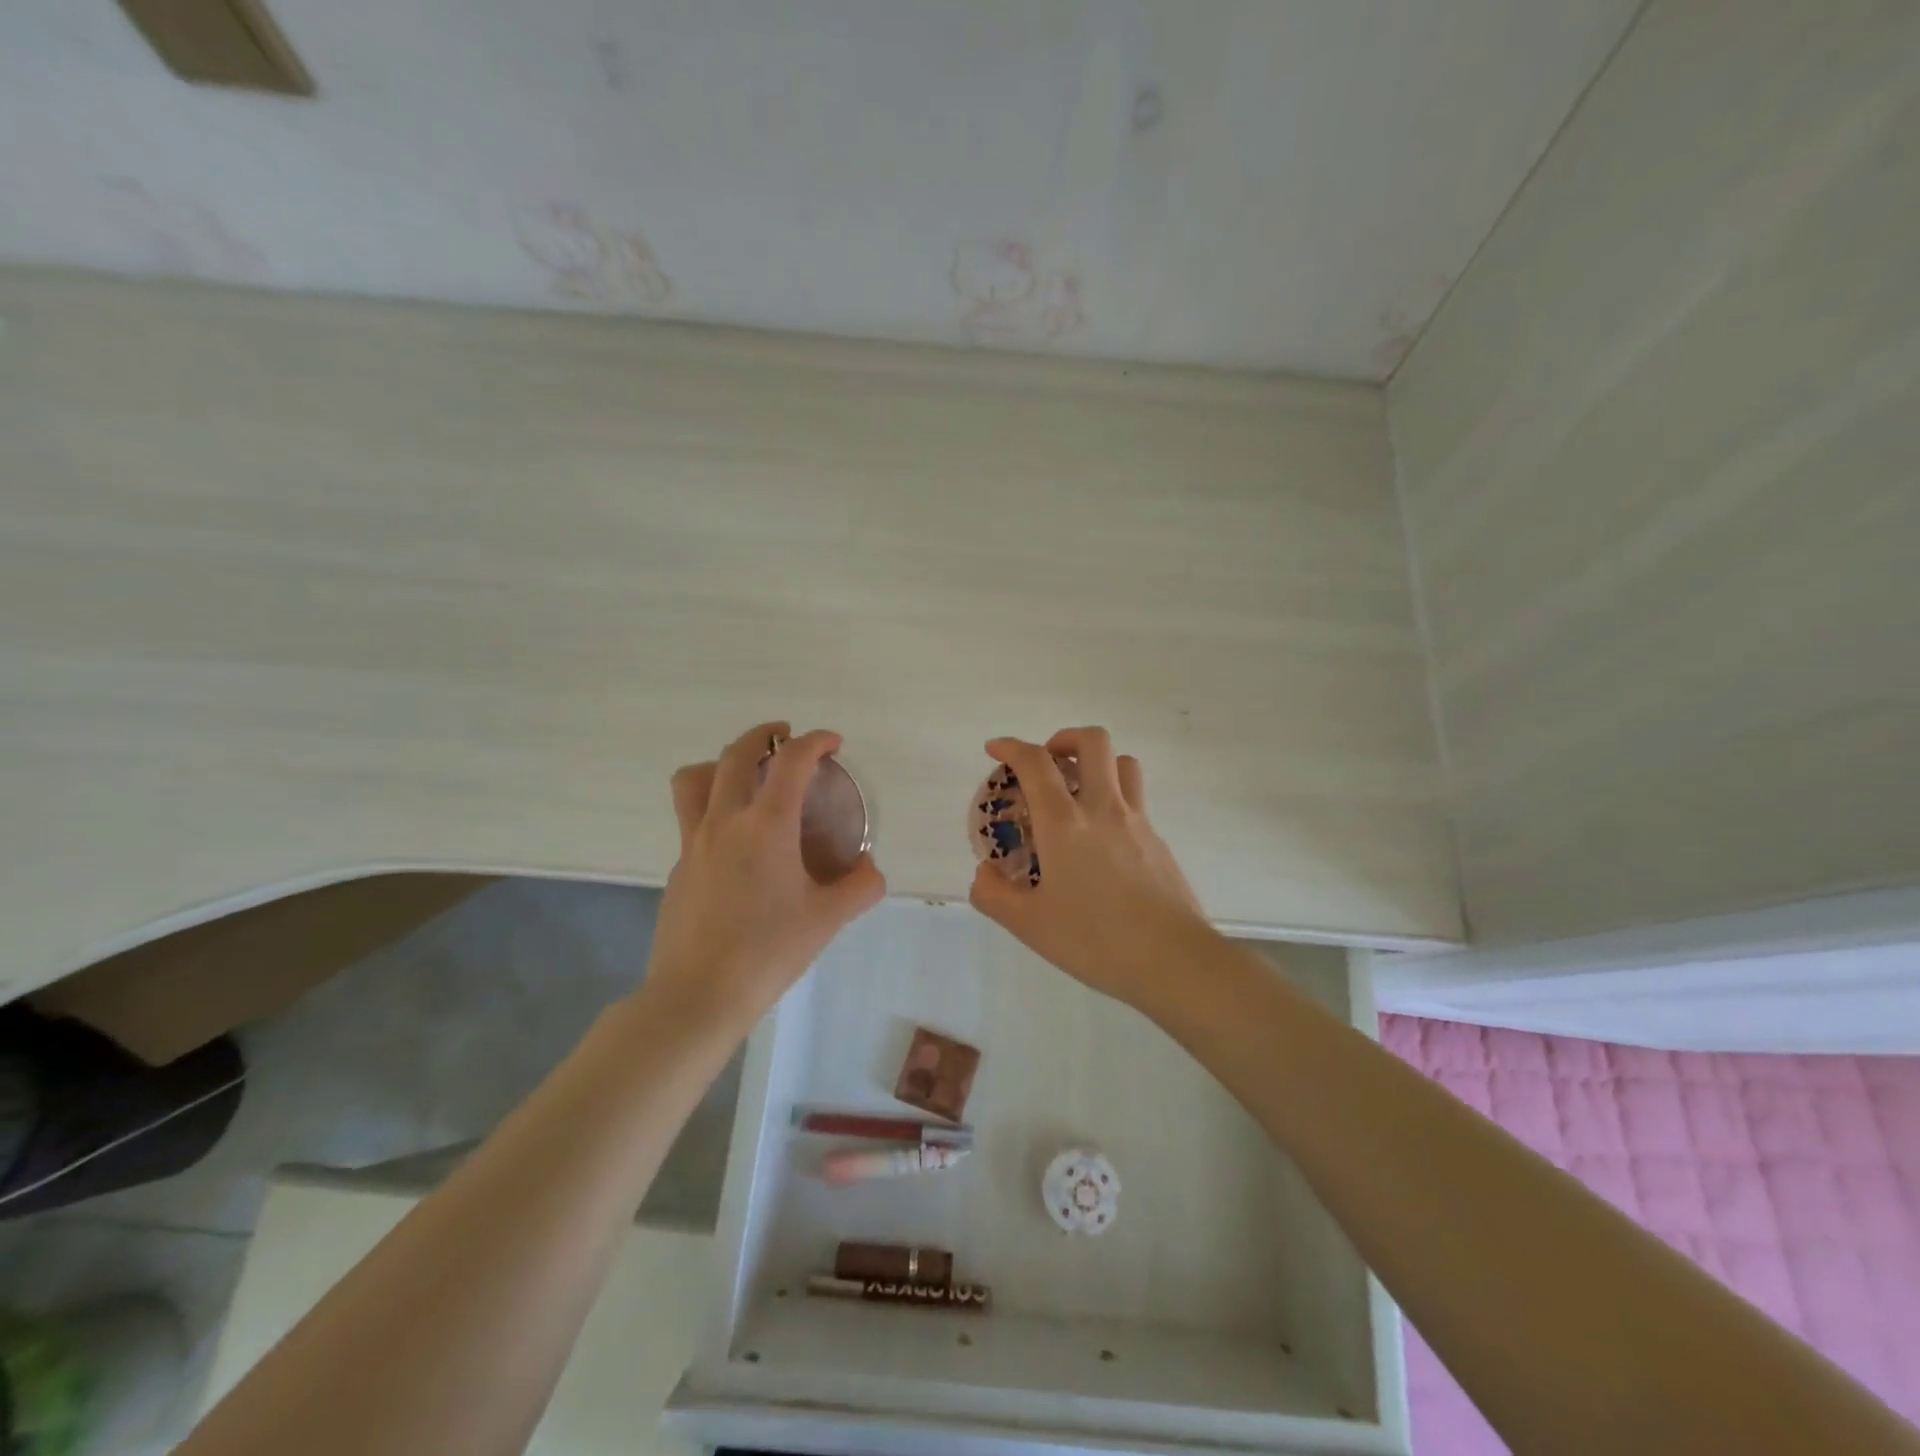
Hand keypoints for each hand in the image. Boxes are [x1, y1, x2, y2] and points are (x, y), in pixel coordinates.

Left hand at [643, 722, 885, 1031]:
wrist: (697, 995)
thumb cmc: (768, 952)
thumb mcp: (827, 920)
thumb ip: (859, 888)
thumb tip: (870, 870)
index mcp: (766, 825)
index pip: (791, 762)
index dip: (815, 741)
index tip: (833, 743)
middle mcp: (724, 821)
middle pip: (735, 754)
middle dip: (764, 736)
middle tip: (786, 739)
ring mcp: (693, 843)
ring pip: (695, 779)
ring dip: (721, 763)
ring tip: (745, 775)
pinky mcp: (678, 867)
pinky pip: (690, 817)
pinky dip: (712, 807)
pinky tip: (735, 841)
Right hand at [968, 728, 1212, 1013]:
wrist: (1172, 960)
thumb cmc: (1095, 940)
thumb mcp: (1029, 925)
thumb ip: (994, 895)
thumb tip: (984, 873)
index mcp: (1064, 823)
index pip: (1036, 763)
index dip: (1012, 747)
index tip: (996, 750)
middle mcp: (1103, 809)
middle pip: (1093, 741)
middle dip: (1064, 739)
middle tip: (1048, 764)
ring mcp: (1137, 821)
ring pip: (1123, 763)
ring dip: (1097, 763)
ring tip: (1078, 790)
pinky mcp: (1159, 841)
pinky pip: (1136, 799)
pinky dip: (1115, 798)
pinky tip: (1103, 838)